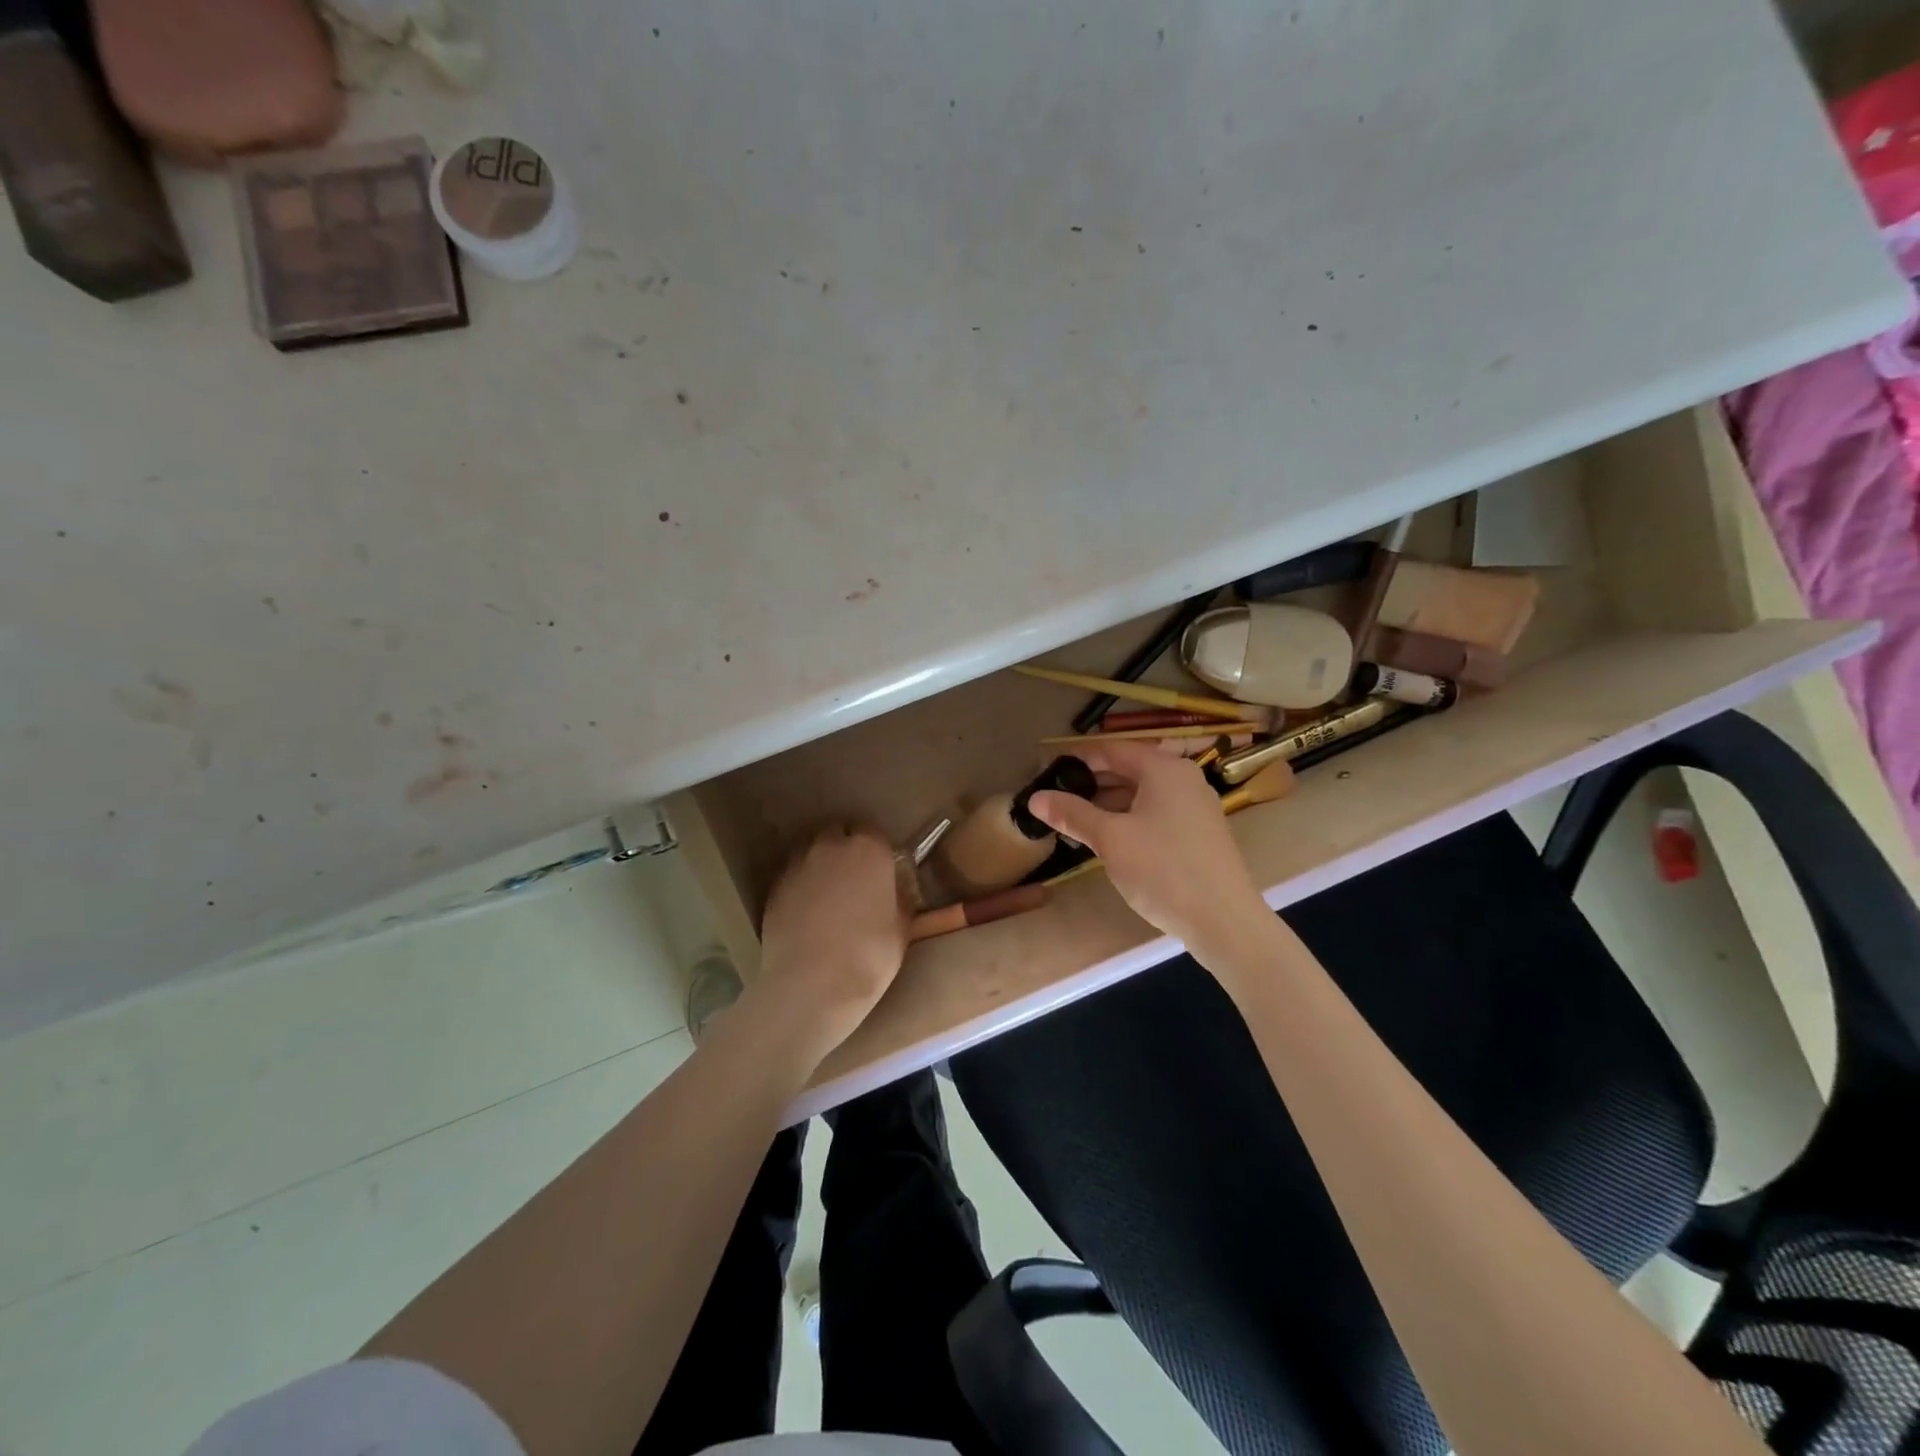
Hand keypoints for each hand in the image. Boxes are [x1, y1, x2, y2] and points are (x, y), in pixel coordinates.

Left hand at [748, 826, 907, 1070]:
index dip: (877, 853)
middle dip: (846, 850)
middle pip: (839, 835)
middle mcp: (831, 846)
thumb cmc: (869, 956)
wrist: (811, 985)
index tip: (881, 873)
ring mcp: (798, 865)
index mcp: (869, 849)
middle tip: (854, 881)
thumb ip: (901, 896)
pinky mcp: (774, 887)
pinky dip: (801, 886)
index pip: (874, 834)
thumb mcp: (902, 928)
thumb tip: (898, 886)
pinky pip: (793, 877)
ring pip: (812, 853)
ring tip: (828, 897)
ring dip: (821, 865)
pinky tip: (807, 913)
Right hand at [1028, 739, 1269, 950]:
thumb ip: (1073, 814)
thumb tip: (1035, 798)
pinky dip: (1130, 819)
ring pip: (1142, 795)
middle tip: (1056, 799)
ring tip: (1075, 821)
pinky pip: (1157, 814)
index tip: (1047, 770)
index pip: (1112, 750)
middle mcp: (1184, 779)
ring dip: (1109, 804)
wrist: (1224, 921)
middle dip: (1092, 784)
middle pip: (1129, 770)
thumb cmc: (1163, 870)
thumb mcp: (1110, 840)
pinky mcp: (1200, 833)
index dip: (1078, 759)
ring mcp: (1196, 807)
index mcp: (1164, 769)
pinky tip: (1109, 840)